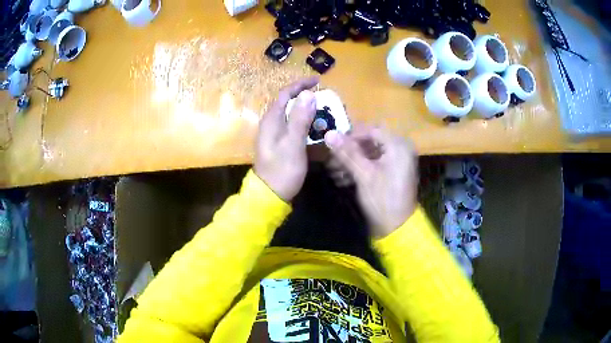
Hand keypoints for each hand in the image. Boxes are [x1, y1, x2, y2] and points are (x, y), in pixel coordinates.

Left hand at [254, 77, 318, 201]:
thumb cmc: (282, 170)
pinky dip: (306, 124)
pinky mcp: (280, 144)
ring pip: (292, 116)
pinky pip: (294, 127)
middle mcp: (271, 124)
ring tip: (326, 113)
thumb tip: (308, 94)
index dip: (300, 85)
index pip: (285, 94)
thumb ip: (300, 119)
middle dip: (307, 98)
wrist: (270, 195)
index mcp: (271, 120)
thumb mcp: (293, 144)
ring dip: (308, 112)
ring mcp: (275, 134)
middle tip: (326, 101)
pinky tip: (317, 129)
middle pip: (289, 103)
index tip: (318, 81)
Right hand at [324, 125, 417, 237]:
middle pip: (370, 142)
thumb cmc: (382, 199)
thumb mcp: (364, 174)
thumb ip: (347, 152)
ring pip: (370, 154)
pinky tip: (343, 179)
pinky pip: (374, 164)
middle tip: (331, 161)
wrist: (397, 228)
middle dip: (349, 151)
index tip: (333, 146)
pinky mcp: (392, 173)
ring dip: (351, 161)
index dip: (351, 136)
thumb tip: (328, 133)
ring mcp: (397, 162)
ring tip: (334, 173)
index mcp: (398, 145)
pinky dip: (359, 169)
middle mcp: (400, 149)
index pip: (371, 130)